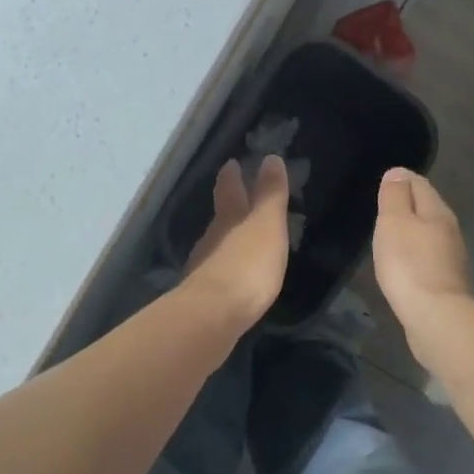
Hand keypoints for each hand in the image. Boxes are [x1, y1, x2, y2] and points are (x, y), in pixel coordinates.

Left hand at [184, 156, 290, 329]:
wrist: (214, 315)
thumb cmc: (248, 265)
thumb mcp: (266, 225)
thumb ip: (270, 195)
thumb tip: (270, 158)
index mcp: (229, 220)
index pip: (229, 191)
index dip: (232, 177)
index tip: (230, 164)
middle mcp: (211, 239)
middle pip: (220, 218)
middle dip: (228, 207)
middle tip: (234, 196)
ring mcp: (204, 268)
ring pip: (216, 245)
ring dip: (226, 239)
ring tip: (238, 238)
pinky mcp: (204, 296)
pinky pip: (217, 272)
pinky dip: (226, 267)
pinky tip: (233, 276)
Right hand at [373, 168, 473, 368]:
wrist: (436, 317)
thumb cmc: (409, 264)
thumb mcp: (394, 222)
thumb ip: (395, 196)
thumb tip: (398, 172)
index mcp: (438, 211)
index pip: (419, 184)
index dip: (401, 180)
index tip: (384, 182)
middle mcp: (450, 230)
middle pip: (428, 208)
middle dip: (408, 205)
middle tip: (384, 208)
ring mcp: (451, 258)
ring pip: (430, 234)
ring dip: (413, 232)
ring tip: (392, 235)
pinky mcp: (446, 283)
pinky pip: (428, 258)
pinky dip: (416, 255)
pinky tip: (404, 265)